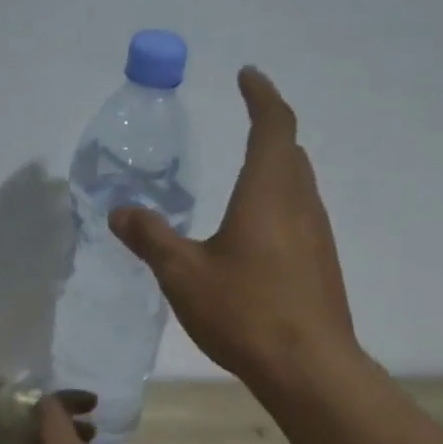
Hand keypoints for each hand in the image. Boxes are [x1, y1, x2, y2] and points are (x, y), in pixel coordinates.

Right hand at [110, 67, 357, 390]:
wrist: (308, 367)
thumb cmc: (245, 311)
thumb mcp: (184, 274)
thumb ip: (151, 238)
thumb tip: (121, 210)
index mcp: (268, 192)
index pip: (273, 125)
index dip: (261, 96)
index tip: (247, 76)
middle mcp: (300, 204)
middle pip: (291, 152)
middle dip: (270, 131)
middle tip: (246, 123)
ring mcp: (317, 237)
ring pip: (299, 186)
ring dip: (276, 171)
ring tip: (245, 179)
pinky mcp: (321, 267)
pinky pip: (300, 218)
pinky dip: (279, 207)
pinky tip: (257, 237)